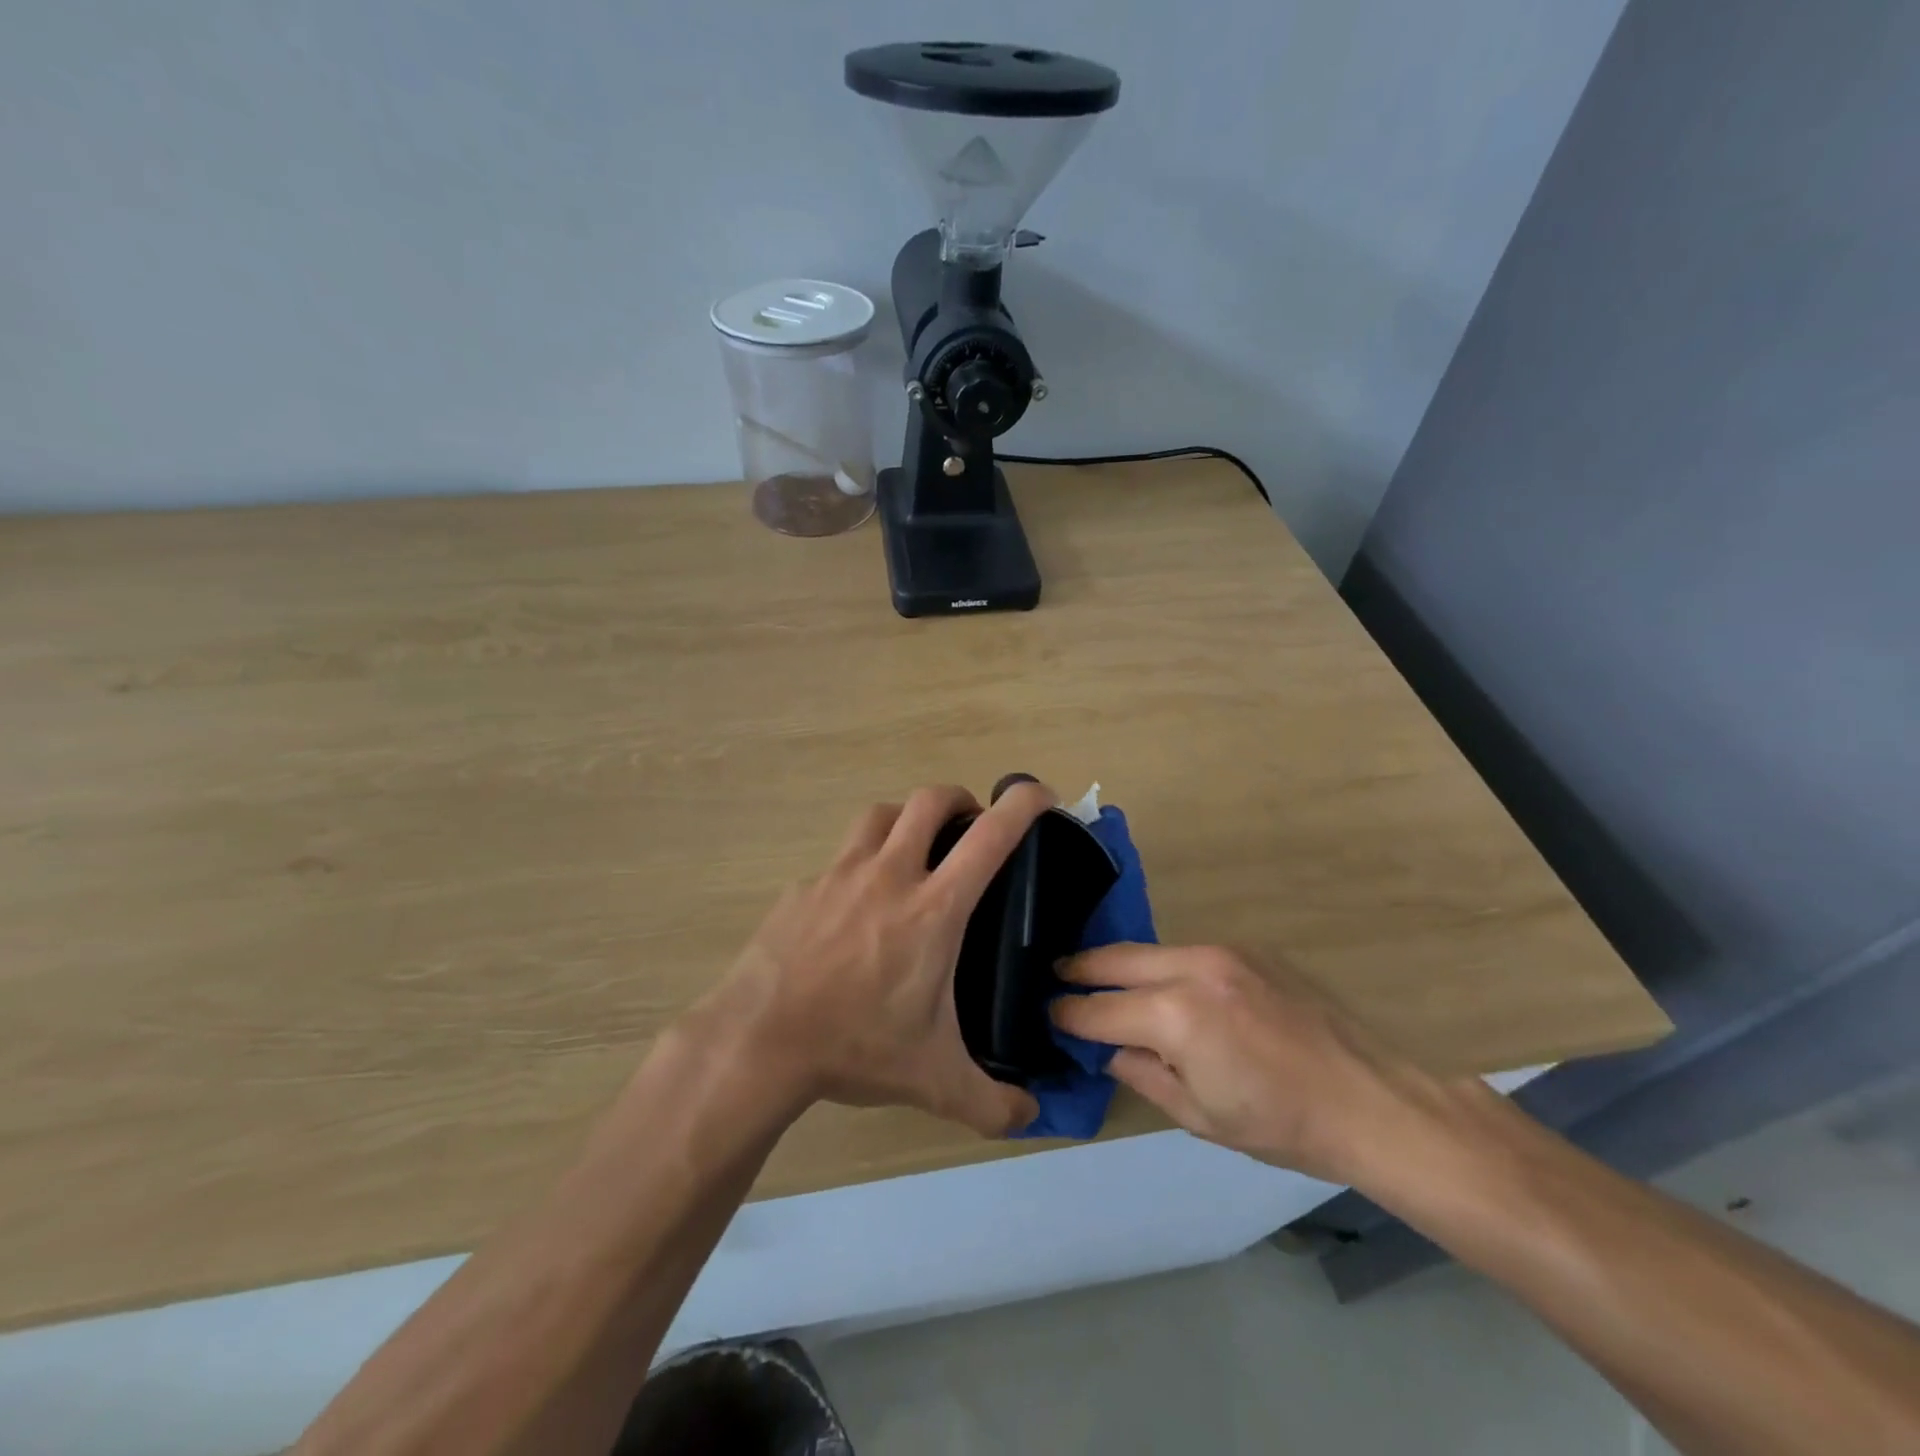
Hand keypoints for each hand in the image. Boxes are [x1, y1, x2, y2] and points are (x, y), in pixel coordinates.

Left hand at [697, 782, 1051, 1137]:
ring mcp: (840, 874)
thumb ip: (992, 1103)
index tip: (1041, 796)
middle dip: (960, 800)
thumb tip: (1031, 1117)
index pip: (990, 835)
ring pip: (881, 814)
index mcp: (934, 908)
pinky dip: (860, 865)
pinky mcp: (803, 887)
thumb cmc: (855, 1047)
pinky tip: (855, 908)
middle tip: (970, 829)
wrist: (758, 1041)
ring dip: (906, 820)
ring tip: (914, 852)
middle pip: (929, 800)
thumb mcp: (934, 1081)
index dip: (1023, 803)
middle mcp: (889, 874)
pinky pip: (840, 858)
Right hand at [1051, 944, 1421, 1182]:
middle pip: (1114, 959)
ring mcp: (1221, 952)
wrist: (1369, 1100)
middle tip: (1055, 977)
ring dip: (1120, 964)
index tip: (1048, 1015)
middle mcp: (1190, 968)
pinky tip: (1162, 985)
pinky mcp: (1245, 949)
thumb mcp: (1197, 1115)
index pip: (1098, 1009)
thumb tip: (1108, 1047)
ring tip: (1100, 979)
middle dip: (1079, 969)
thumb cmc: (1280, 1123)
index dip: (1068, 1015)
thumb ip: (1141, 1073)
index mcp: (1174, 1015)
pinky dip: (1161, 966)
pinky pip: (1186, 952)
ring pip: (1149, 950)